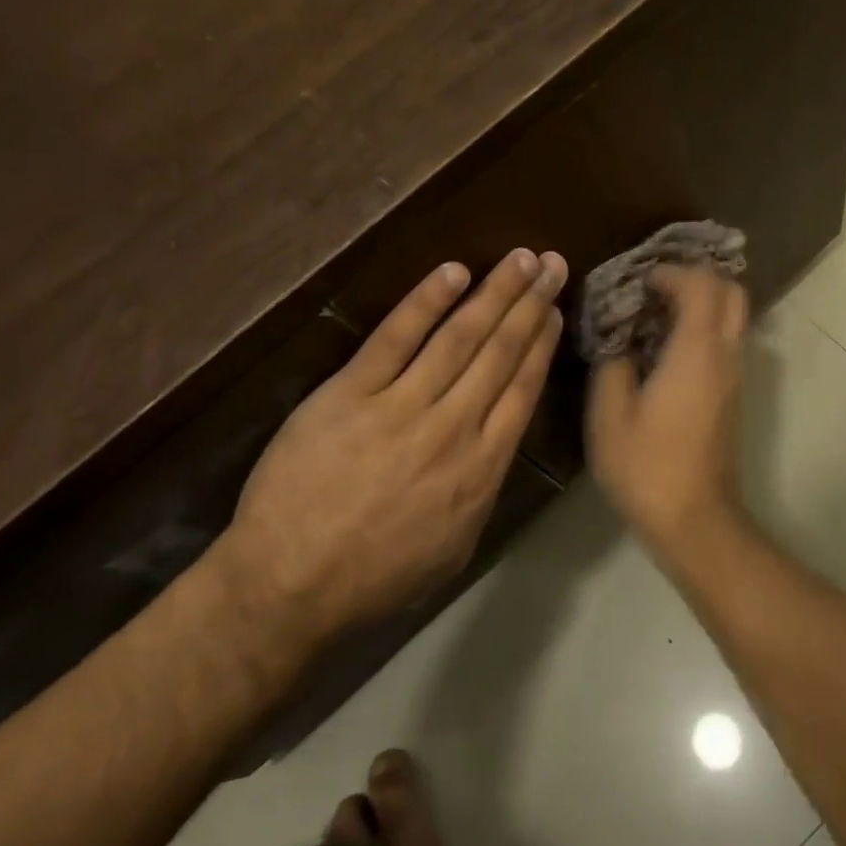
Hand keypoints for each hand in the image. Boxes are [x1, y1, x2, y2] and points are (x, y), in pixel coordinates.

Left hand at [219, 249, 565, 632]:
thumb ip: (482, 488)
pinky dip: (425, 302)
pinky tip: (453, 273)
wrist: (290, 585)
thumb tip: (495, 442)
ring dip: (494, 294)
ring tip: (520, 259)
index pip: (522, 390)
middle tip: (552, 265)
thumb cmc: (377, 578)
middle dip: (530, 305)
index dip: (541, 344)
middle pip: (500, 354)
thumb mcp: (456, 545)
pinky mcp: (350, 394)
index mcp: (482, 468)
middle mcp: (453, 428)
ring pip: (459, 338)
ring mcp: (401, 406)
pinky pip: (394, 338)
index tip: (555, 311)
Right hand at [587, 266, 748, 551]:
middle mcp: (725, 355)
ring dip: (701, 302)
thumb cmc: (647, 466)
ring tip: (655, 312)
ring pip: (733, 317)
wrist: (695, 519)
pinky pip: (726, 342)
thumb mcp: (610, 414)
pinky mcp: (733, 396)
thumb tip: (619, 340)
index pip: (701, 284)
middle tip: (655, 286)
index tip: (637, 281)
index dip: (670, 272)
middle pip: (731, 292)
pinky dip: (703, 327)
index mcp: (696, 351)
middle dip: (696, 278)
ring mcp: (735, 377)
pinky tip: (665, 346)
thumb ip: (612, 364)